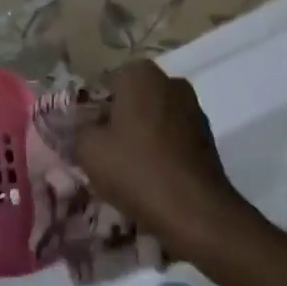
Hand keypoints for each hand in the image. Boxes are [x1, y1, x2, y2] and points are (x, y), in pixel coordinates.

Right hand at [75, 61, 249, 260]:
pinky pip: (173, 135)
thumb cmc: (136, 170)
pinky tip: (152, 176)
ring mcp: (193, 108)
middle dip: (119, 119)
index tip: (89, 135)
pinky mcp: (207, 135)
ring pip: (154, 117)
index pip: (108, 83)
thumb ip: (80, 130)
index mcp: (140, 74)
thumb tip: (86, 128)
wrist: (195, 210)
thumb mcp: (89, 150)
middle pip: (134, 98)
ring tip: (128, 169)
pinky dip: (161, 149)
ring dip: (141, 135)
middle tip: (105, 152)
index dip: (95, 109)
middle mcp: (170, 82)